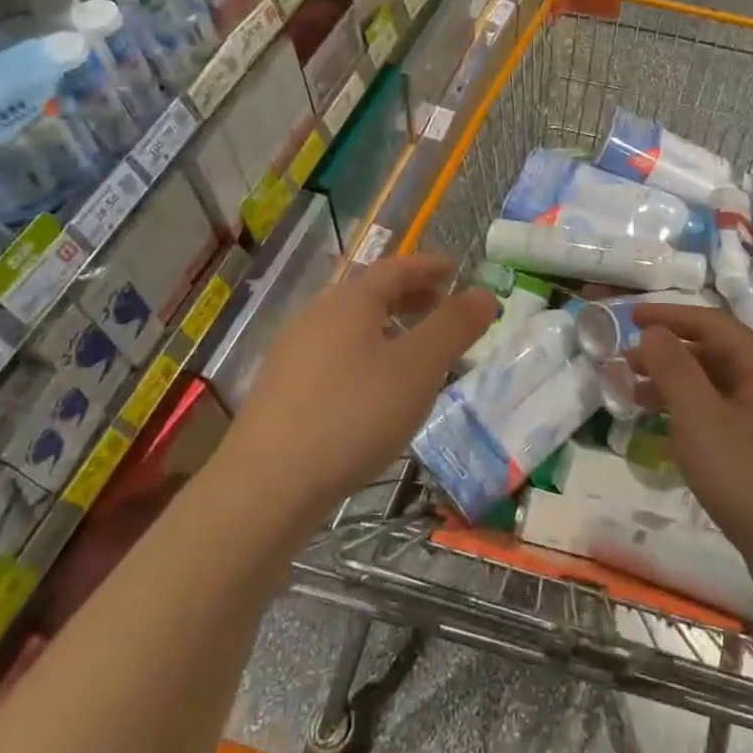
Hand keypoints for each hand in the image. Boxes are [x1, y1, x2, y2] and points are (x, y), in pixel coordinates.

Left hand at [230, 255, 495, 522]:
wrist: (267, 486)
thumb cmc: (353, 415)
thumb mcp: (419, 368)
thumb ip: (454, 326)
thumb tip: (485, 293)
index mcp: (349, 302)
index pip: (396, 267)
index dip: (429, 266)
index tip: (456, 269)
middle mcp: (316, 316)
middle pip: (370, 293)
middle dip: (410, 295)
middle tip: (442, 306)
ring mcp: (293, 353)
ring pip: (350, 326)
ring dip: (388, 326)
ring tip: (415, 350)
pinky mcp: (281, 390)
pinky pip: (334, 354)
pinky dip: (366, 354)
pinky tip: (374, 389)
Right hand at [628, 305, 752, 591]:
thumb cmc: (749, 479)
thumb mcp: (700, 418)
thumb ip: (674, 368)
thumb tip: (654, 331)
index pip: (713, 324)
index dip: (669, 316)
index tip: (629, 317)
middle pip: (716, 355)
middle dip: (668, 353)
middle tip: (625, 362)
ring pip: (719, 390)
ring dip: (677, 386)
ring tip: (635, 396)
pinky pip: (726, 419)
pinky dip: (694, 416)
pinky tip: (670, 433)